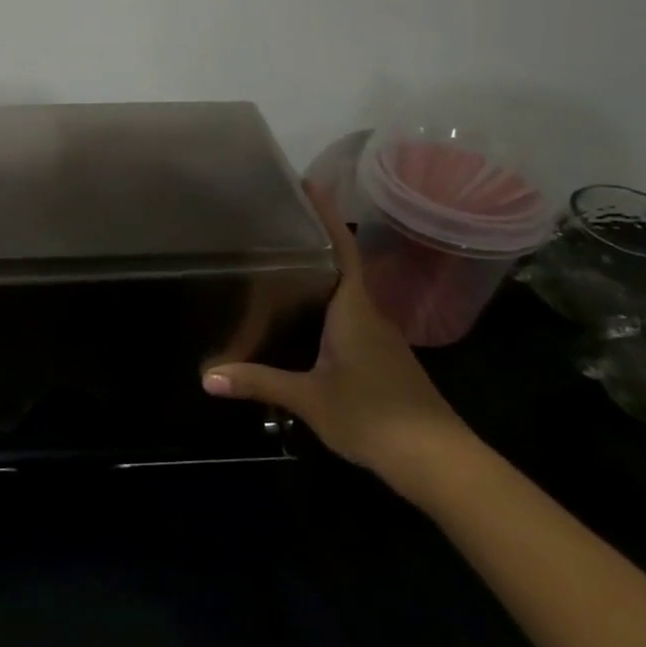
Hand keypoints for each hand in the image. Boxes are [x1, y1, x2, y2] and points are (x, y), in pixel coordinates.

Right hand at [202, 183, 474, 490]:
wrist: (438, 461)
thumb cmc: (373, 416)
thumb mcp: (309, 399)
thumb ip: (259, 382)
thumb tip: (207, 377)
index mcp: (354, 311)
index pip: (342, 250)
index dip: (327, 216)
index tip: (309, 185)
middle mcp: (369, 316)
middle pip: (341, 268)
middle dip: (312, 245)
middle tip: (273, 228)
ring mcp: (379, 339)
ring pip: (345, 297)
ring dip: (318, 279)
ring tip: (277, 270)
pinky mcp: (381, 360)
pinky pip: (348, 321)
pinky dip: (324, 310)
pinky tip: (301, 324)